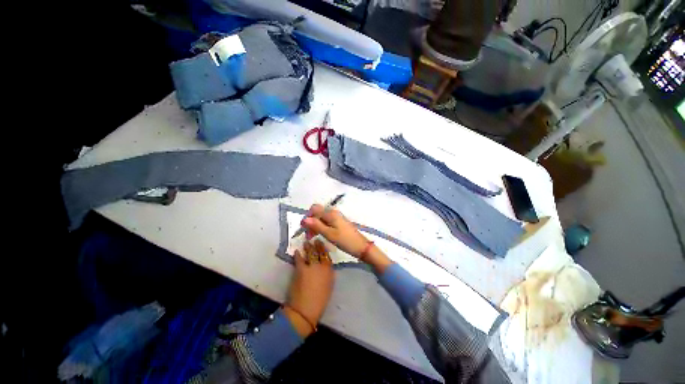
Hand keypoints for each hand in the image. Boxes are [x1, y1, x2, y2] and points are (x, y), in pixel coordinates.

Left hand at [285, 240, 334, 337]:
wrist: (305, 309)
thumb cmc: (320, 300)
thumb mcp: (329, 285)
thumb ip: (328, 274)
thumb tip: (326, 266)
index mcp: (329, 270)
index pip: (327, 256)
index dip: (324, 249)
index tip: (323, 243)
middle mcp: (321, 266)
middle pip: (319, 252)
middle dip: (317, 245)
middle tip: (315, 239)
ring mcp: (311, 266)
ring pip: (310, 253)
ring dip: (308, 247)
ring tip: (306, 242)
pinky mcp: (300, 269)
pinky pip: (299, 259)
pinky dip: (298, 254)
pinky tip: (297, 251)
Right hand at [302, 204, 392, 273]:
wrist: (361, 246)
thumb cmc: (345, 240)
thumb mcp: (329, 234)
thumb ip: (317, 225)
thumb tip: (304, 219)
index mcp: (331, 213)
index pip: (314, 209)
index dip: (307, 217)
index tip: (303, 228)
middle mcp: (333, 213)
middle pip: (317, 213)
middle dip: (310, 222)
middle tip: (307, 235)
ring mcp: (337, 218)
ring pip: (321, 218)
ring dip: (315, 226)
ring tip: (312, 237)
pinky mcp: (339, 223)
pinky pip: (327, 222)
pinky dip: (321, 227)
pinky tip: (320, 235)